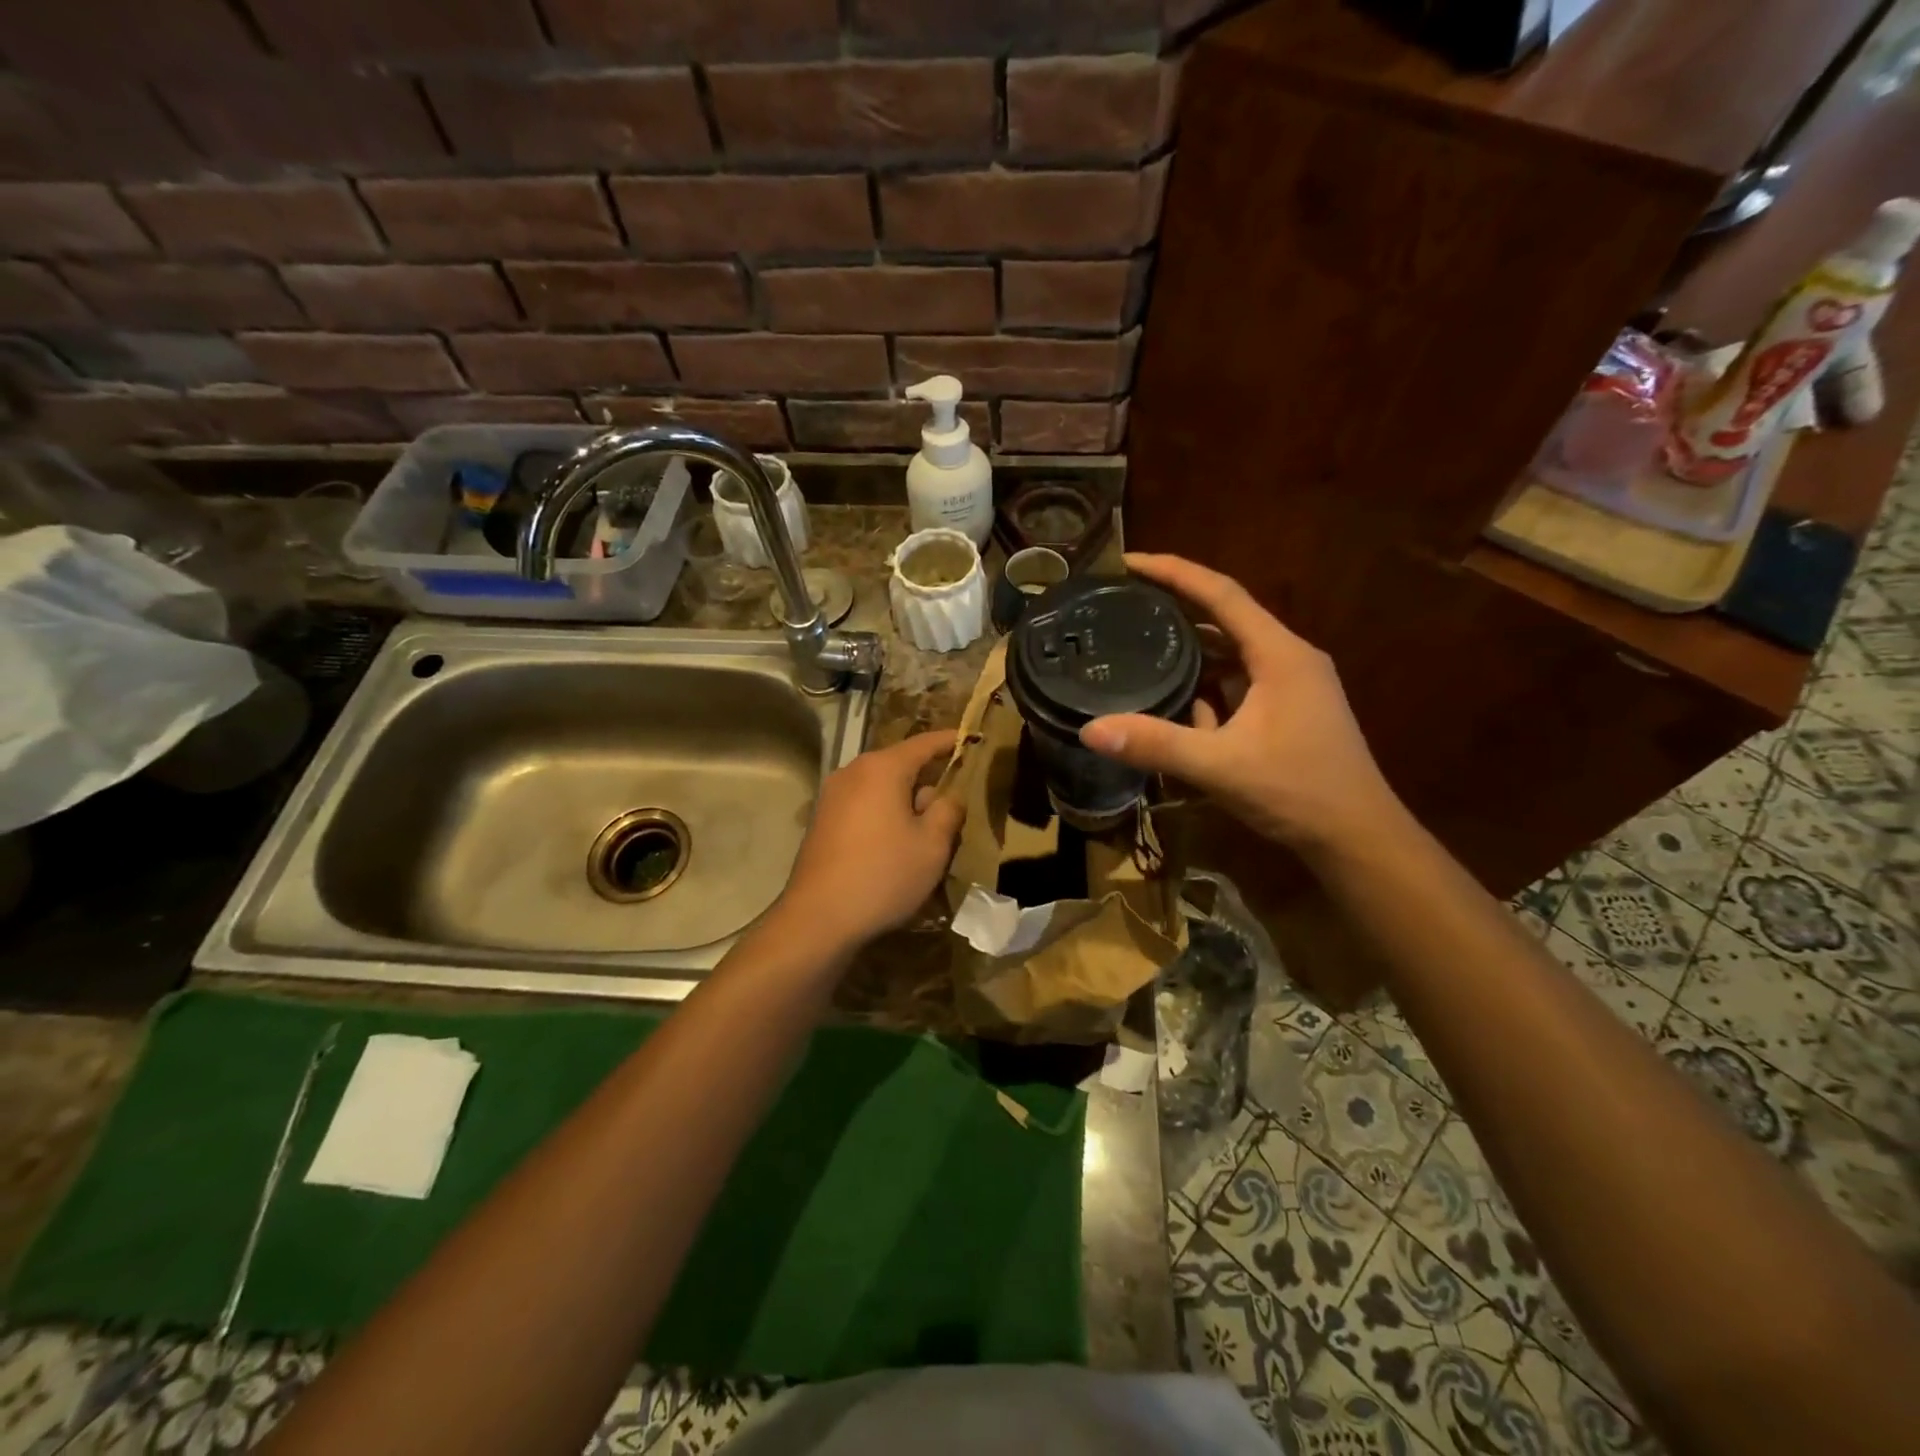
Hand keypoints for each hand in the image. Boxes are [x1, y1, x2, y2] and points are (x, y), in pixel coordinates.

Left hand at [777, 730, 963, 949]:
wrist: (818, 918)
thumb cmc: (883, 875)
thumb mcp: (932, 845)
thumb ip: (948, 811)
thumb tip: (947, 796)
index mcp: (882, 768)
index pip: (925, 743)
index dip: (951, 741)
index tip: (973, 739)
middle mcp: (853, 771)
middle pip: (900, 763)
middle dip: (928, 776)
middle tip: (956, 796)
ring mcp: (832, 795)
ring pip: (881, 785)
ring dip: (905, 798)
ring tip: (928, 825)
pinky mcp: (822, 819)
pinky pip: (863, 803)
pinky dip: (884, 811)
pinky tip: (895, 841)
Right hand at [1079, 554, 1403, 854]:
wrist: (1358, 838)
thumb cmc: (1298, 792)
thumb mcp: (1220, 767)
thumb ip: (1156, 744)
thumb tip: (1090, 730)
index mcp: (1280, 654)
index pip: (1222, 593)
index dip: (1174, 571)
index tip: (1129, 562)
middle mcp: (1289, 658)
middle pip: (1225, 618)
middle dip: (1176, 609)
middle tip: (1124, 604)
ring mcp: (1292, 686)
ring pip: (1231, 654)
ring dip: (1190, 652)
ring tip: (1138, 646)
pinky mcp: (1288, 710)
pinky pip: (1239, 683)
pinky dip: (1207, 686)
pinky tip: (1175, 703)